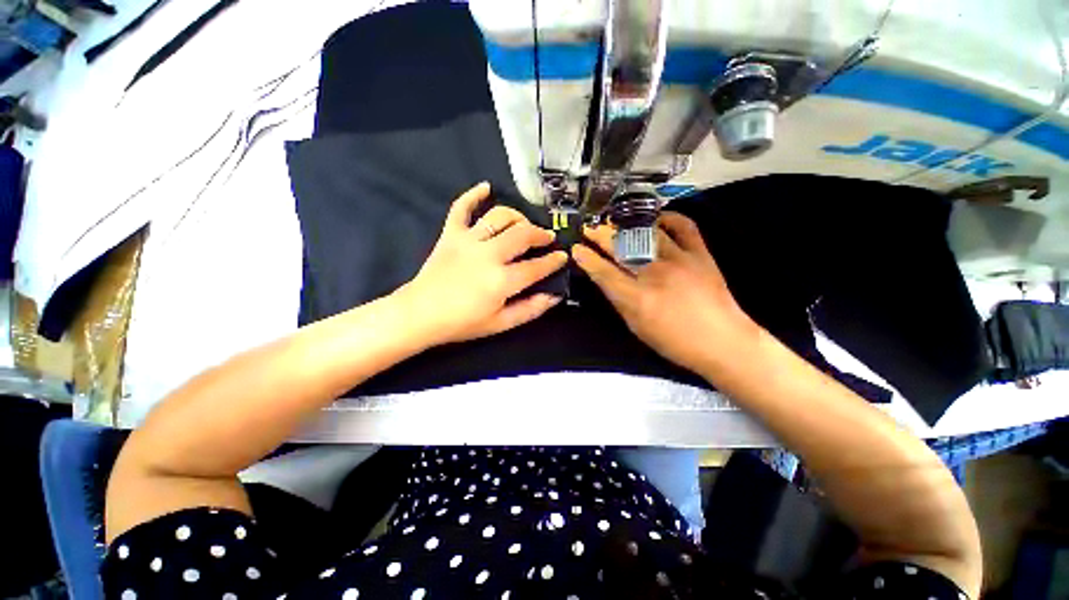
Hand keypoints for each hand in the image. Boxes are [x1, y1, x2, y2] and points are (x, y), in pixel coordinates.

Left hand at [397, 182, 567, 345]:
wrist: (420, 314)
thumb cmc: (462, 323)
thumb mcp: (501, 324)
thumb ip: (530, 309)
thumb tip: (554, 296)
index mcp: (502, 280)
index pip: (537, 266)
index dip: (554, 261)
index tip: (563, 256)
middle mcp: (489, 254)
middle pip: (523, 234)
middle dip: (541, 234)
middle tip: (548, 237)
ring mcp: (468, 240)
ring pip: (499, 217)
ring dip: (518, 216)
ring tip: (525, 223)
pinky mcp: (450, 234)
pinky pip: (461, 208)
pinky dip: (473, 195)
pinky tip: (486, 187)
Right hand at [571, 212, 759, 373]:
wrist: (723, 342)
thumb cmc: (675, 342)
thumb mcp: (637, 327)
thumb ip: (619, 301)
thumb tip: (606, 281)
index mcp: (637, 297)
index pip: (604, 272)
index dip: (587, 259)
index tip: (576, 250)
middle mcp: (655, 274)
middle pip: (621, 248)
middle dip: (600, 236)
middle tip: (589, 229)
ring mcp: (680, 259)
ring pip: (646, 234)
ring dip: (626, 226)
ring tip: (614, 223)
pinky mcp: (700, 254)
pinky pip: (684, 227)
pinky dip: (669, 218)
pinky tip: (656, 218)